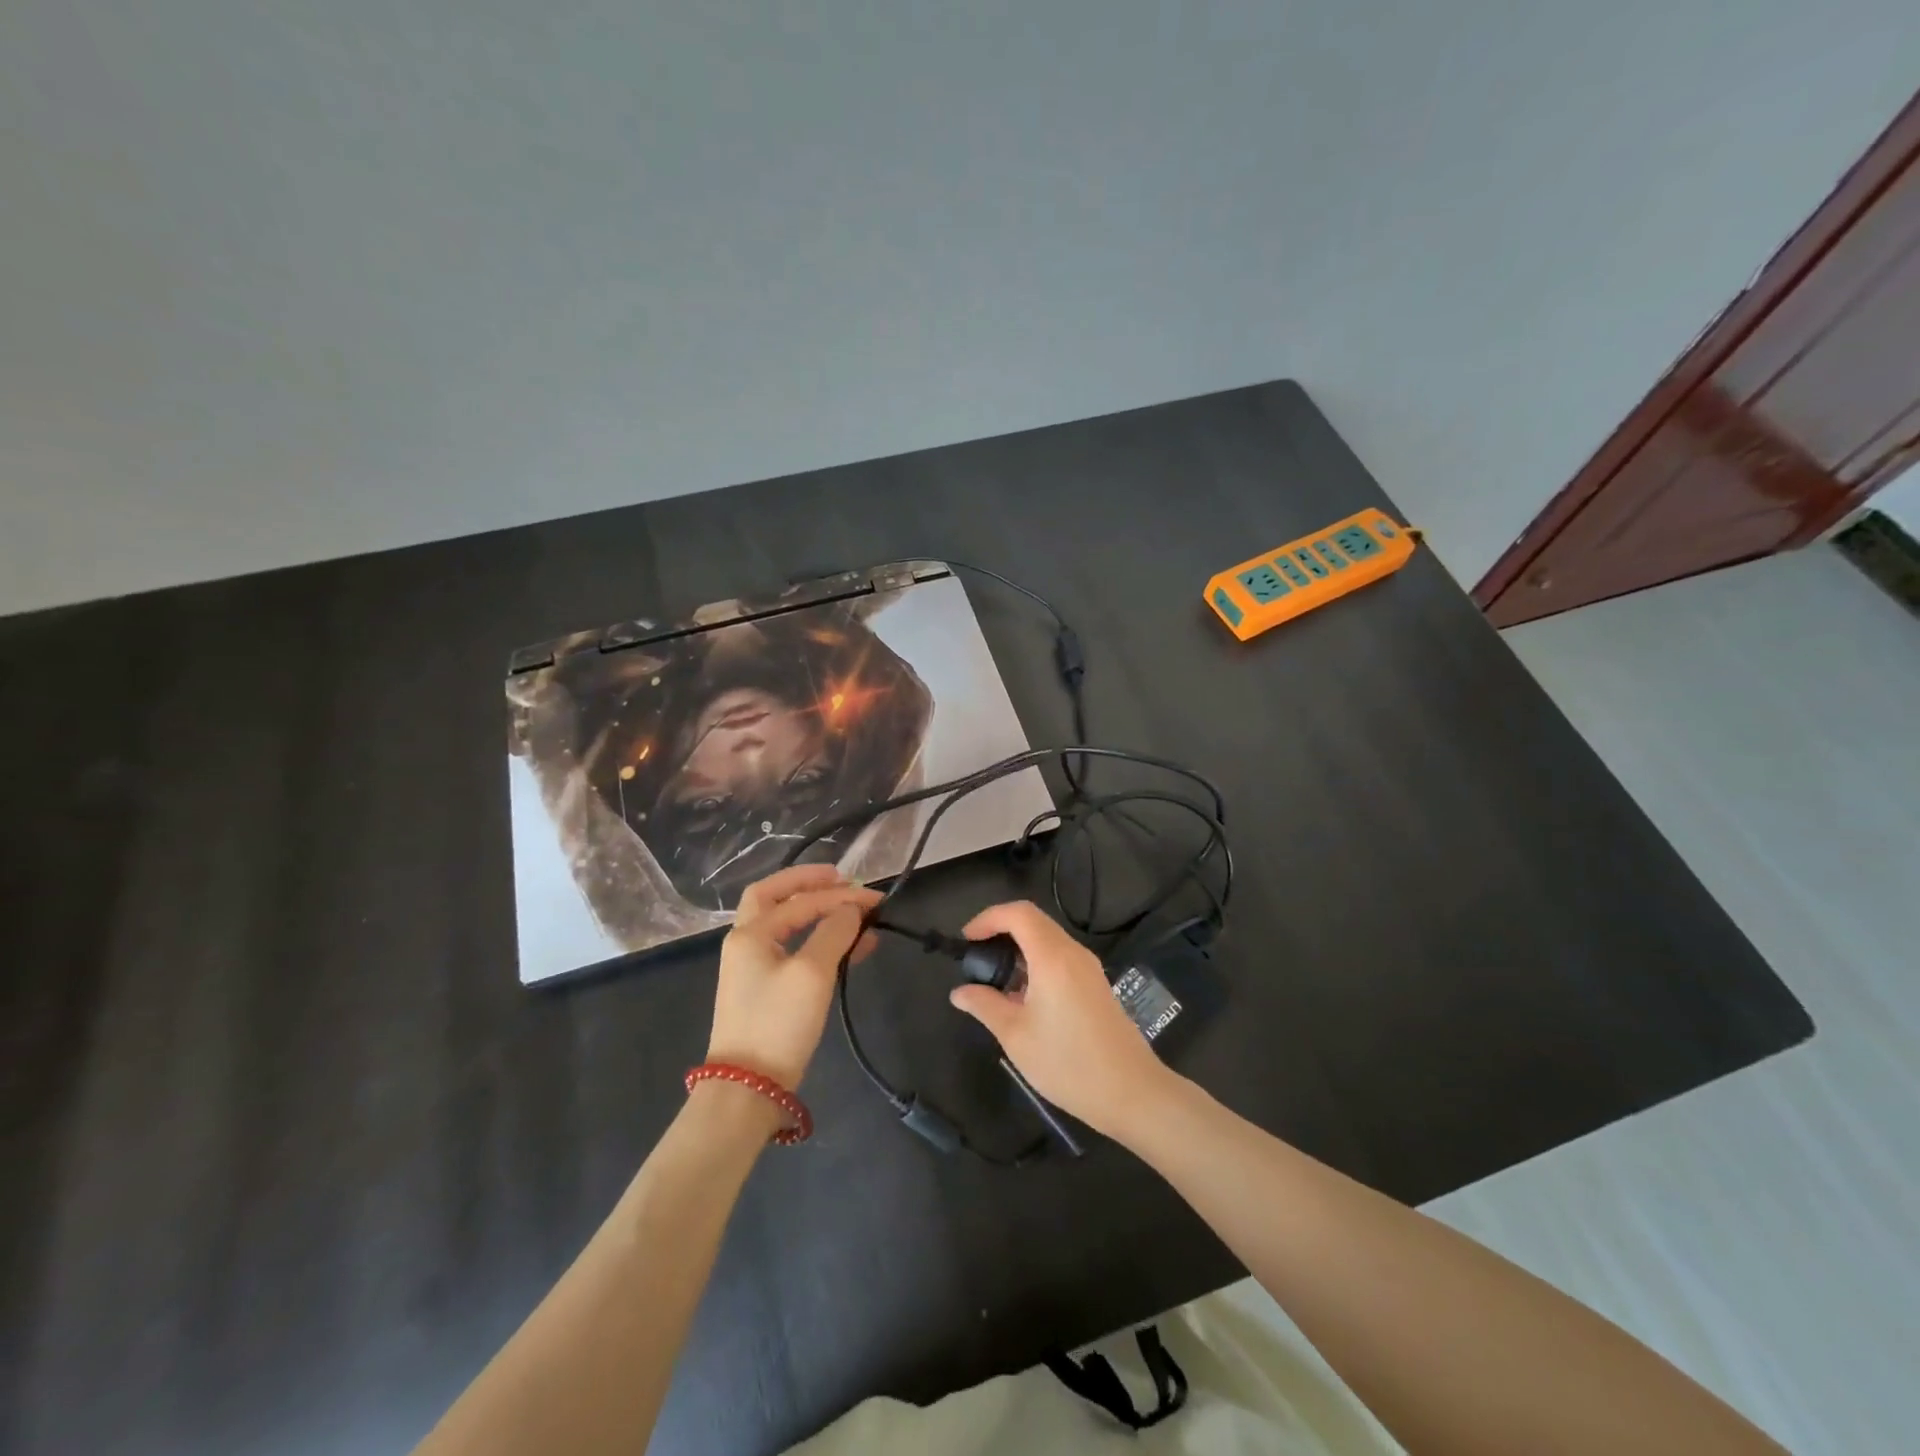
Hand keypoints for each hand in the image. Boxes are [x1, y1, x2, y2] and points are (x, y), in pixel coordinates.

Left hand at [708, 865, 880, 1090]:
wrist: (748, 1089)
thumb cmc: (778, 1023)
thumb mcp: (812, 973)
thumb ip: (834, 932)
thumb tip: (852, 909)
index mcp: (751, 933)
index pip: (801, 901)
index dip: (840, 896)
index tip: (875, 898)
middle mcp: (747, 942)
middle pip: (776, 898)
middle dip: (808, 884)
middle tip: (840, 879)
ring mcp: (753, 966)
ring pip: (787, 924)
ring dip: (818, 913)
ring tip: (855, 914)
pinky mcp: (766, 990)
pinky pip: (794, 950)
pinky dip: (819, 941)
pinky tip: (850, 948)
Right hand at [948, 901, 1177, 1139]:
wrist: (1132, 1092)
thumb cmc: (1068, 1063)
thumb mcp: (1016, 1036)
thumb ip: (984, 1006)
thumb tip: (959, 992)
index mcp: (1052, 957)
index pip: (1018, 913)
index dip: (988, 918)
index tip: (966, 940)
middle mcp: (1073, 953)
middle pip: (1033, 920)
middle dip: (1001, 929)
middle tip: (976, 957)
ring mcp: (1089, 968)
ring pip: (1048, 939)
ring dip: (1019, 948)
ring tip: (996, 980)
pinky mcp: (1096, 984)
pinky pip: (1061, 957)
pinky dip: (1036, 962)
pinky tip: (1024, 997)